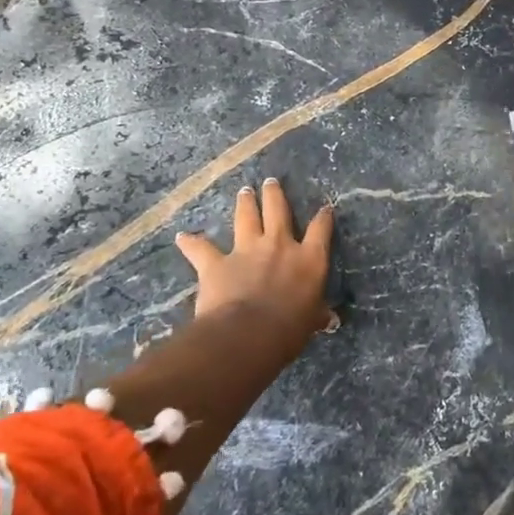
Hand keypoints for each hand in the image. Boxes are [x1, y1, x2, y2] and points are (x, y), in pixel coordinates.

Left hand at [175, 179, 335, 341]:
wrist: (249, 333)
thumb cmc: (289, 330)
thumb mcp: (311, 321)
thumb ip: (318, 314)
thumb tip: (331, 319)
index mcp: (308, 259)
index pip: (320, 230)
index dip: (323, 217)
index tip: (325, 209)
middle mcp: (279, 245)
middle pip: (278, 210)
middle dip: (274, 194)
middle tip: (270, 181)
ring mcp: (247, 250)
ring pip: (246, 218)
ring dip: (245, 203)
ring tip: (244, 191)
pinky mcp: (217, 263)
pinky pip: (201, 249)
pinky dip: (191, 243)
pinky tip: (182, 237)